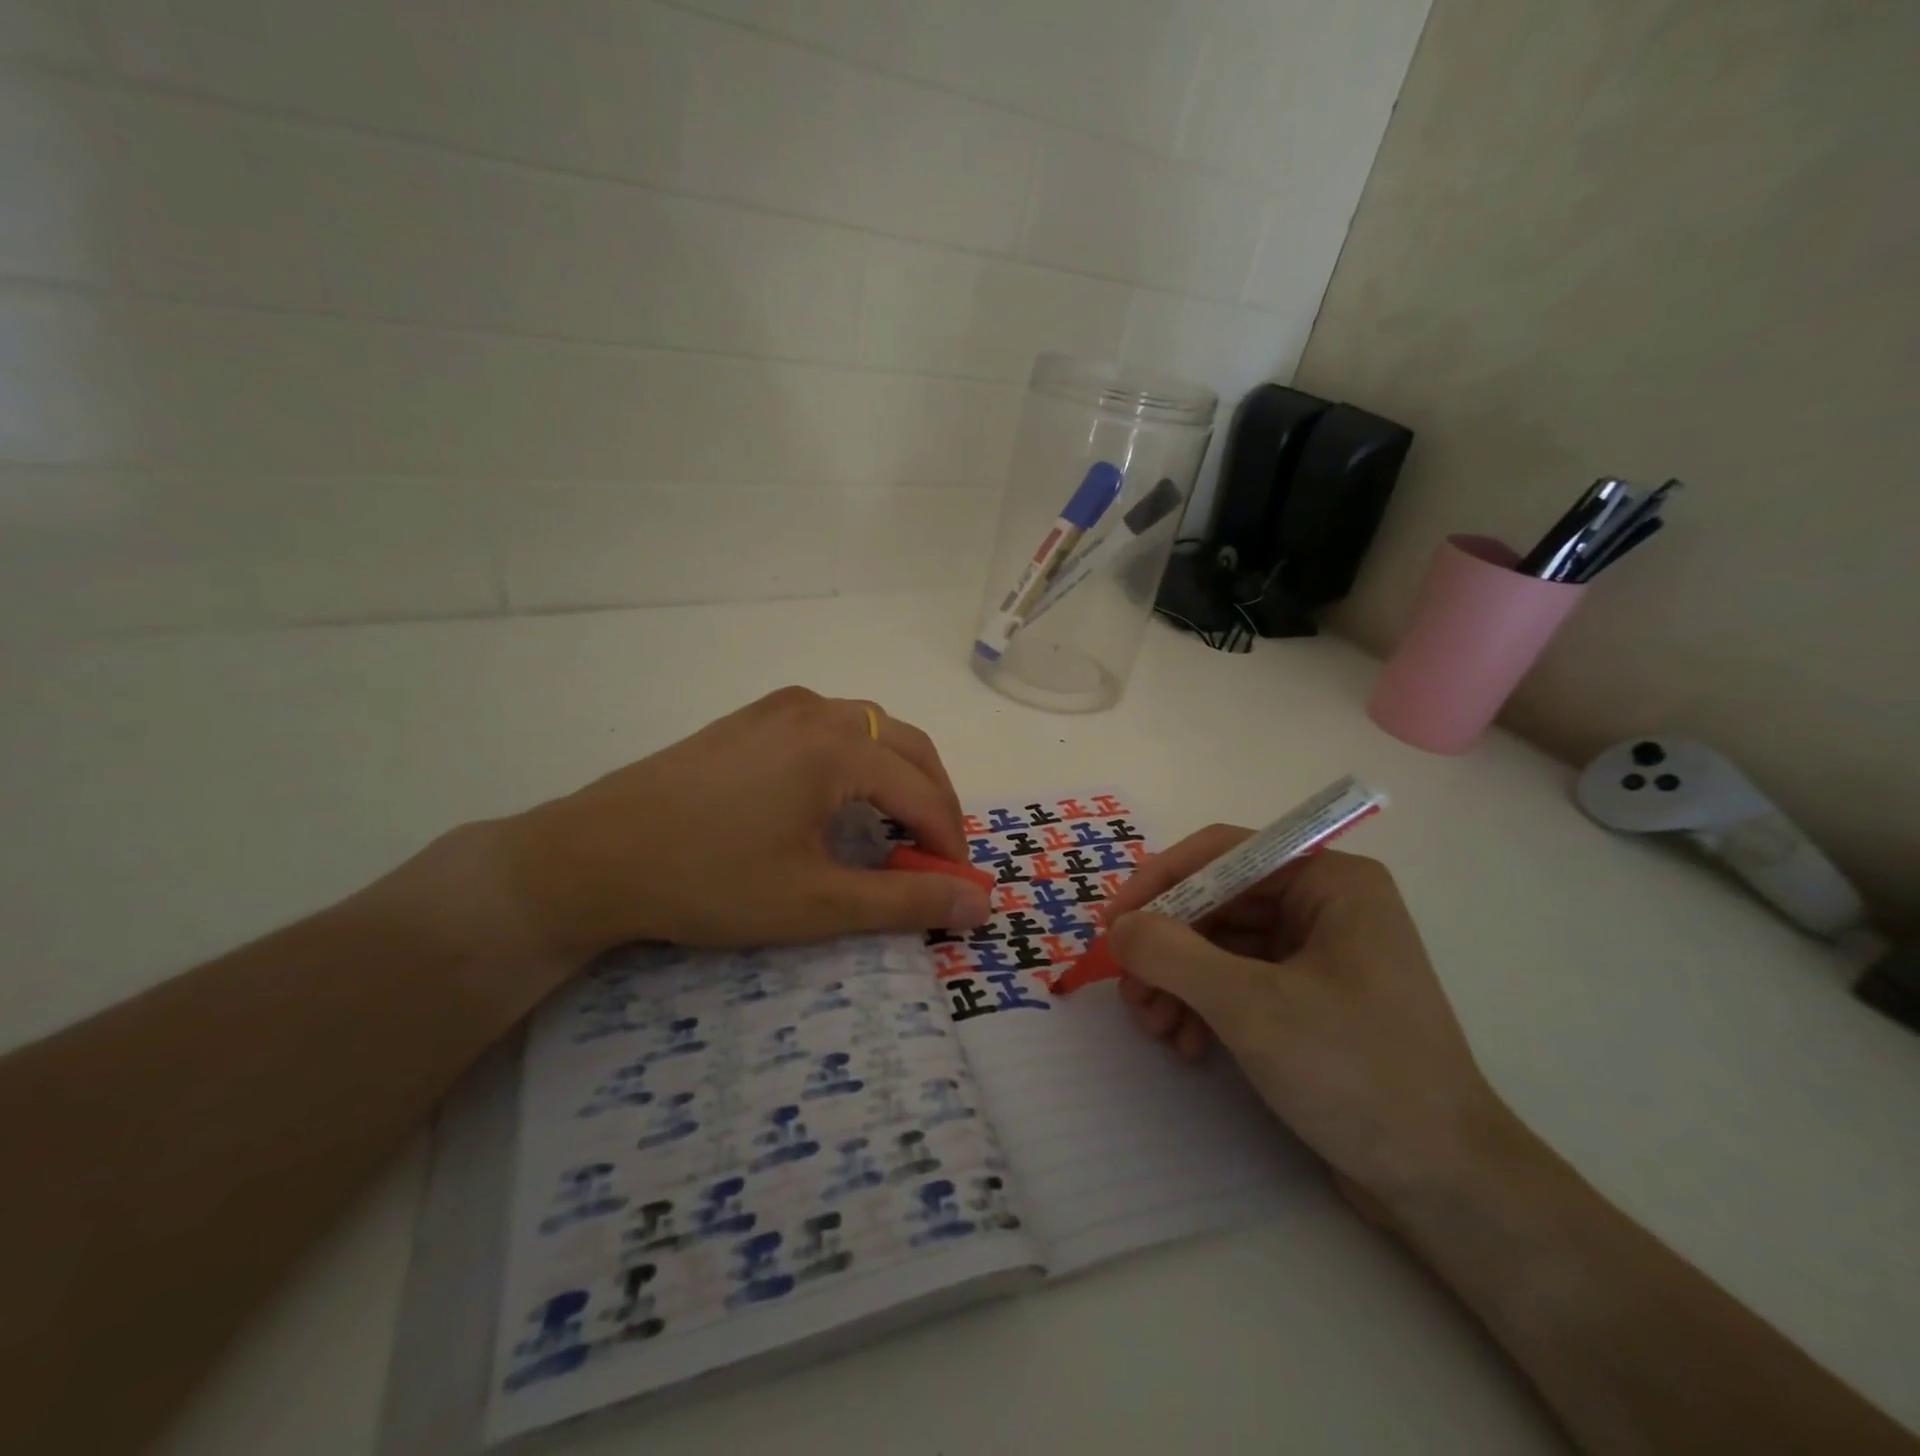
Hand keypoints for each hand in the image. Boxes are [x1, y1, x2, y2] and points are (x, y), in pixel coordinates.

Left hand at [493, 688, 989, 958]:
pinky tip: (838, 797)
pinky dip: (858, 759)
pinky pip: (829, 726)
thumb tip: (982, 901)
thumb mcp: (817, 903)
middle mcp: (817, 711)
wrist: (592, 858)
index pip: (924, 792)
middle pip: (907, 746)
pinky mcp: (749, 718)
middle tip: (936, 855)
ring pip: (869, 729)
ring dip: (898, 773)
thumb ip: (907, 900)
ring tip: (895, 827)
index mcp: (839, 748)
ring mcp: (779, 708)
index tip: (959, 887)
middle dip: (934, 799)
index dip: (950, 841)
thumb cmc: (710, 881)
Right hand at [1105, 834, 1506, 1203]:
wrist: (1445, 1184)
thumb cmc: (1355, 1072)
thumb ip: (1172, 954)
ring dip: (1179, 981)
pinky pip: (1239, 980)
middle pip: (1217, 903)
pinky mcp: (1311, 999)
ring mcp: (1319, 954)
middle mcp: (1325, 905)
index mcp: (1330, 882)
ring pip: (1221, 945)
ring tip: (1155, 1027)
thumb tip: (1118, 928)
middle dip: (1167, 946)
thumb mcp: (1251, 1006)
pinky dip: (1205, 1006)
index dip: (1159, 881)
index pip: (1222, 854)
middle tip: (1129, 990)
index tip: (1113, 924)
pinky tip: (1188, 1044)